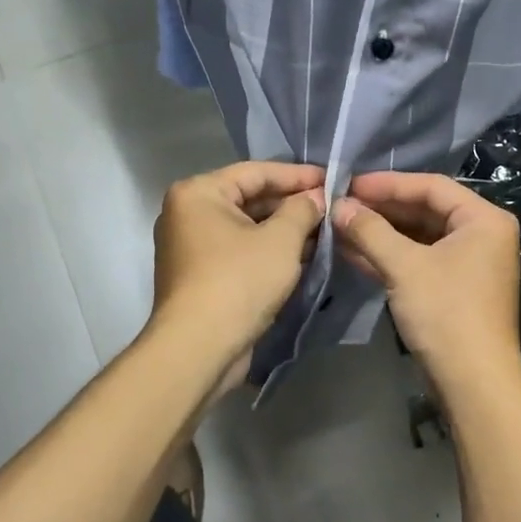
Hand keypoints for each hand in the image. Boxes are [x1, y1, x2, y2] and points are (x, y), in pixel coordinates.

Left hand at [148, 162, 325, 390]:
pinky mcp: (202, 275)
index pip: (256, 172)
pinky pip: (241, 250)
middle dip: (292, 204)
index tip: (331, 179)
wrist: (199, 349)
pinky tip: (305, 254)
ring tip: (325, 229)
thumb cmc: (239, 281)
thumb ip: (302, 210)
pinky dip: (270, 250)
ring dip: (285, 229)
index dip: (297, 175)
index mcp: (199, 193)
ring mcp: (192, 246)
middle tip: (332, 206)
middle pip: (250, 198)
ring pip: (248, 227)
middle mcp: (188, 213)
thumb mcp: (281, 240)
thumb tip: (317, 197)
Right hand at [331, 172, 520, 401]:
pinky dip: (390, 256)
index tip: (349, 183)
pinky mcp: (454, 288)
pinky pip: (419, 260)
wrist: (473, 383)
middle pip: (425, 210)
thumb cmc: (445, 313)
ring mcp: (469, 263)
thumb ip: (370, 231)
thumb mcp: (404, 266)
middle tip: (341, 205)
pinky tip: (353, 252)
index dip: (388, 183)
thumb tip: (338, 205)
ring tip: (340, 226)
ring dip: (381, 233)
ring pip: (419, 237)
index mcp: (483, 219)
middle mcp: (482, 235)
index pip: (431, 186)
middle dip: (381, 209)